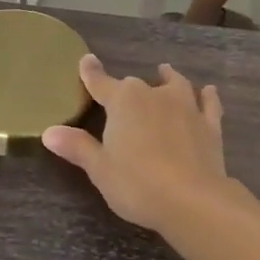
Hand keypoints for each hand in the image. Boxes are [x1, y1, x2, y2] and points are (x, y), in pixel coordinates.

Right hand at [42, 56, 229, 233]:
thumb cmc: (137, 183)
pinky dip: (206, 96)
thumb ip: (77, 147)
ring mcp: (185, 106)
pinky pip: (208, 103)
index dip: (91, 73)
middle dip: (128, 89)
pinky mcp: (210, 124)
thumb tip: (49, 131)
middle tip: (122, 96)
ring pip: (175, 84)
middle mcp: (154, 95)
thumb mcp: (100, 169)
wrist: (191, 199)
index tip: (87, 60)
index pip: (101, 83)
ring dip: (168, 78)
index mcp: (123, 102)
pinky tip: (207, 91)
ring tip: (165, 72)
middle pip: (136, 85)